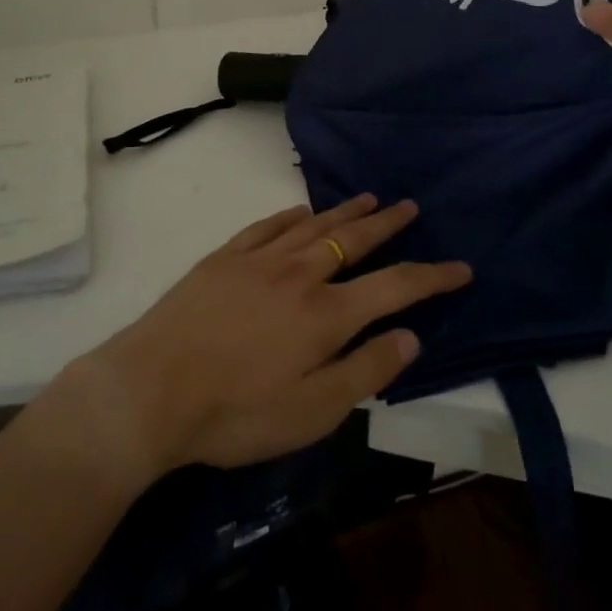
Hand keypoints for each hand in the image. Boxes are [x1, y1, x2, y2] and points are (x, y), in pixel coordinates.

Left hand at [61, 196, 471, 478]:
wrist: (150, 389)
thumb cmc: (235, 413)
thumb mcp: (311, 413)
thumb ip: (364, 371)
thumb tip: (410, 336)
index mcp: (326, 314)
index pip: (395, 287)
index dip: (432, 277)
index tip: (461, 267)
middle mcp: (300, 274)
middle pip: (355, 240)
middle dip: (389, 224)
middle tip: (411, 207)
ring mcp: (260, 260)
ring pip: (314, 225)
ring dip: (346, 211)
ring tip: (369, 197)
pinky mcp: (225, 258)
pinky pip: (268, 225)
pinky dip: (291, 215)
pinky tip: (301, 210)